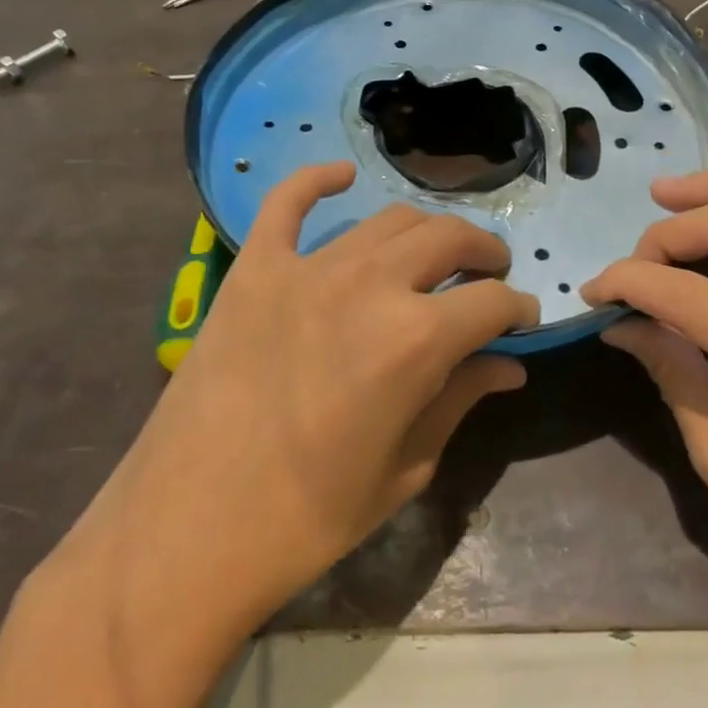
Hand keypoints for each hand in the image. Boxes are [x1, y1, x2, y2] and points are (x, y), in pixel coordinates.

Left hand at [49, 161, 538, 665]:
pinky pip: (287, 203)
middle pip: (448, 239)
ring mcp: (307, 268)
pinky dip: (317, 181)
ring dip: (426, 231)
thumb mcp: (403, 470)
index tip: (521, 319)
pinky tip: (341, 176)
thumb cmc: (306, 519)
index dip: (517, 308)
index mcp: (416, 341)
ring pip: (388, 220)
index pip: (492, 302)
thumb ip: (459, 399)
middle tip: (489, 275)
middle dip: (484, 253)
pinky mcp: (255, 268)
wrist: (186, 532)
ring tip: (434, 253)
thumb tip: (509, 364)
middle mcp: (370, 286)